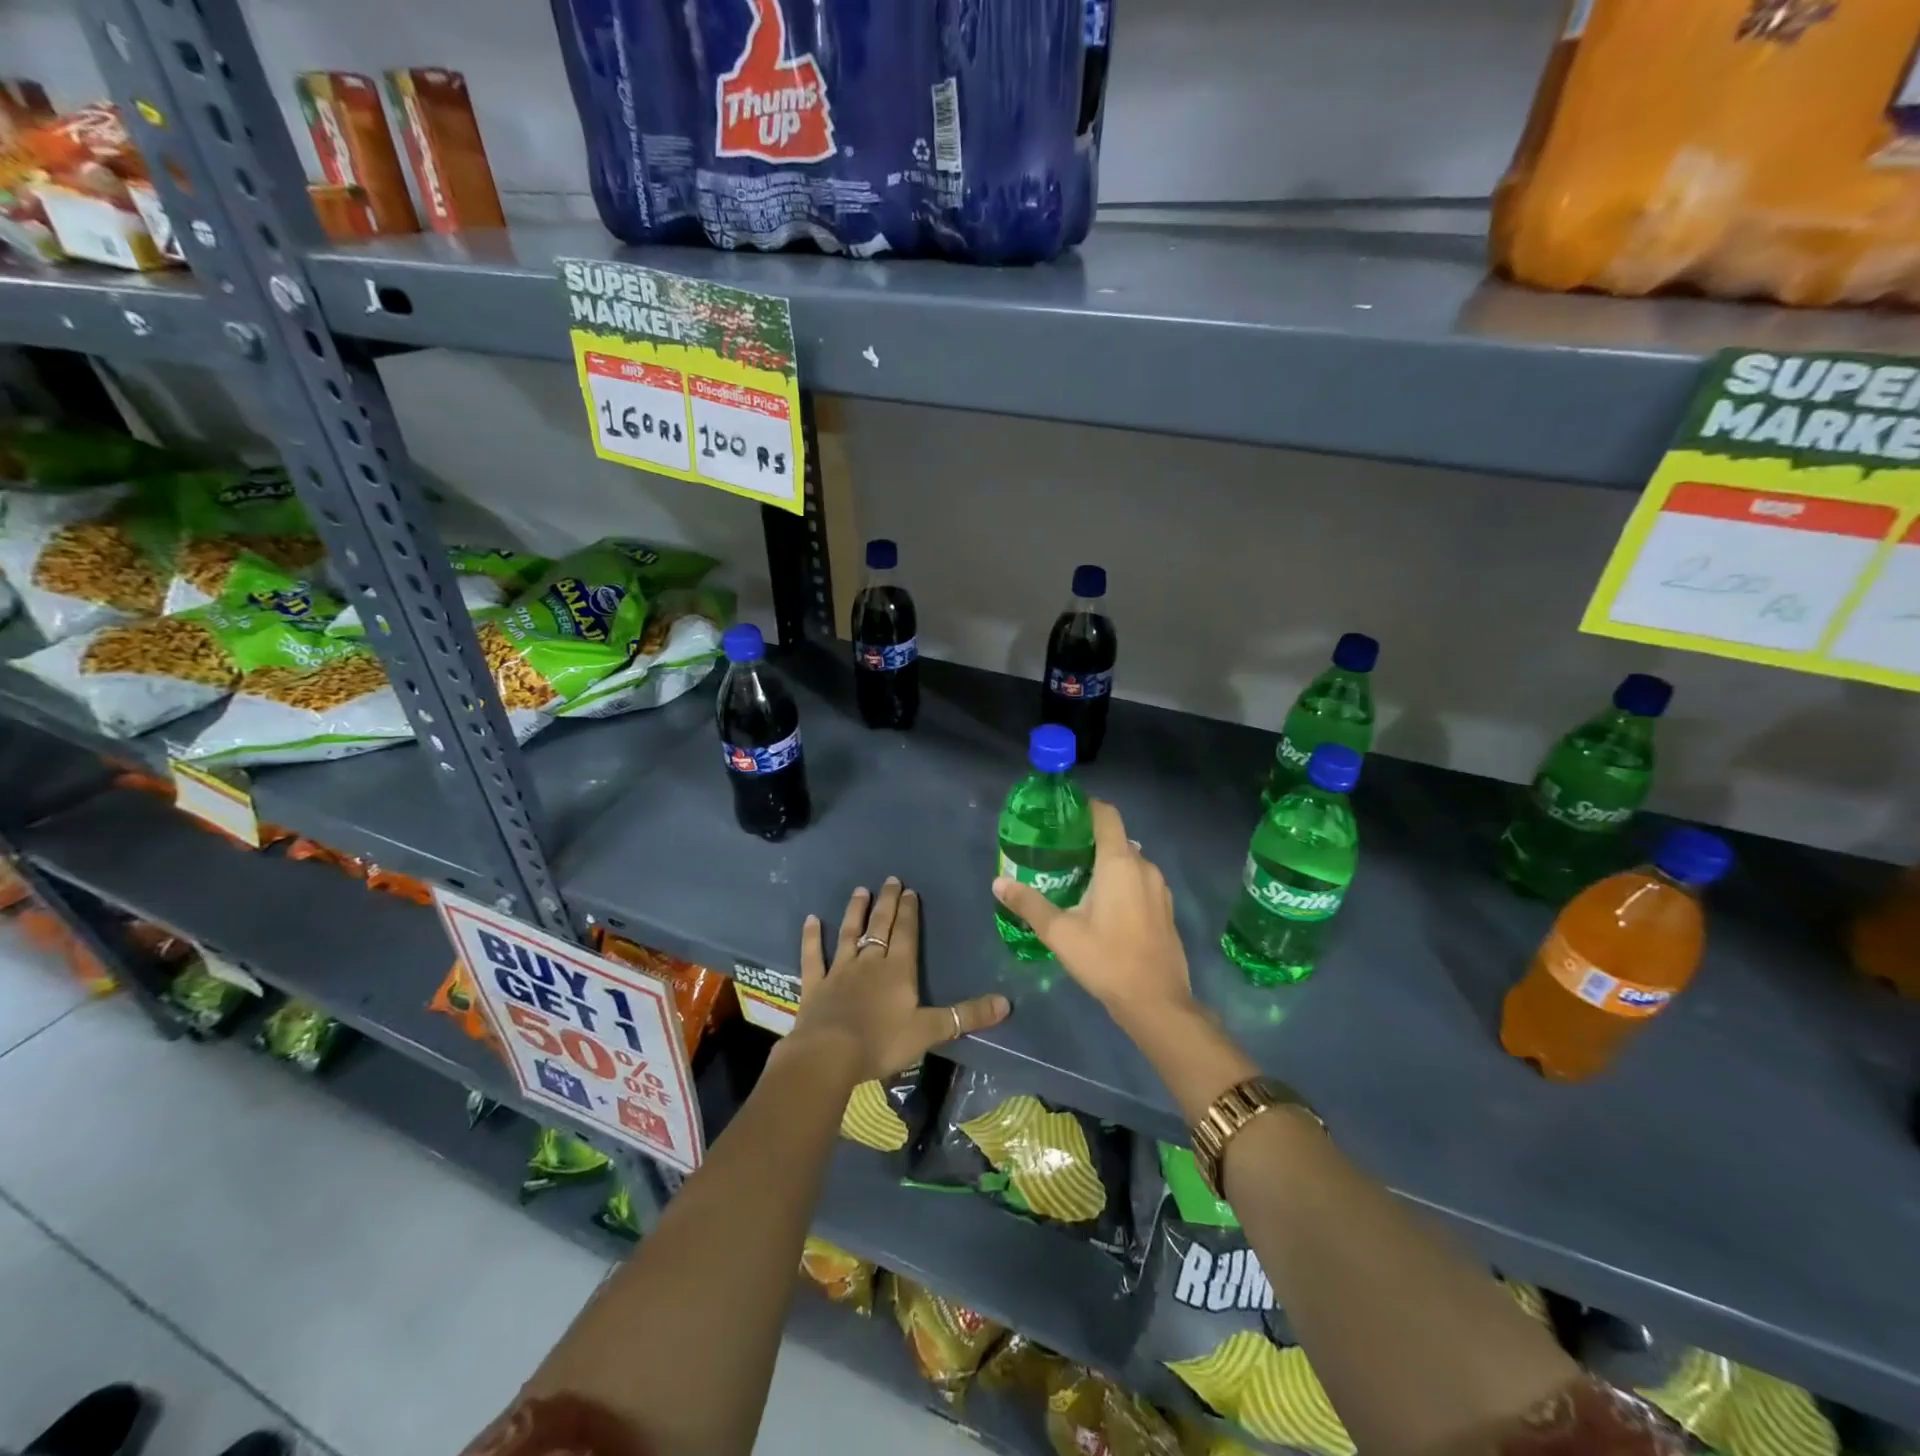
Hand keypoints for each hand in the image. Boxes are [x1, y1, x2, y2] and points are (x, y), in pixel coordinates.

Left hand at [787, 877, 1010, 1084]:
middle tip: (890, 880)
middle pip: (880, 926)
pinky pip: (813, 956)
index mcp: (898, 970)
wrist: (829, 1055)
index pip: (906, 934)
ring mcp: (839, 971)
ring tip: (860, 891)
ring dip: (855, 912)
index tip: (910, 890)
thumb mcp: (930, 1031)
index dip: (910, 912)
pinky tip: (811, 920)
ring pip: (849, 934)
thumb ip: (966, 1016)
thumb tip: (1006, 1003)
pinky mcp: (815, 985)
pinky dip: (812, 937)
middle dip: (887, 903)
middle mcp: (869, 962)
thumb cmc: (882, 1042)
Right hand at [993, 799, 1192, 1026]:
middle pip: (1116, 838)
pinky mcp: (1165, 908)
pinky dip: (1121, 882)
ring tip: (1076, 878)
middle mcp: (1144, 866)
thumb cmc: (1106, 959)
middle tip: (1059, 851)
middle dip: (1089, 840)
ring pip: (1129, 861)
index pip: (1107, 815)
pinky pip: (1140, 881)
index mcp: (1120, 862)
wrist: (1156, 1002)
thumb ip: (1029, 904)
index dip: (1086, 807)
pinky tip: (1102, 905)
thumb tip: (998, 883)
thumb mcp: (1060, 932)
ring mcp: (1159, 888)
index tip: (1063, 814)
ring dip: (1105, 864)